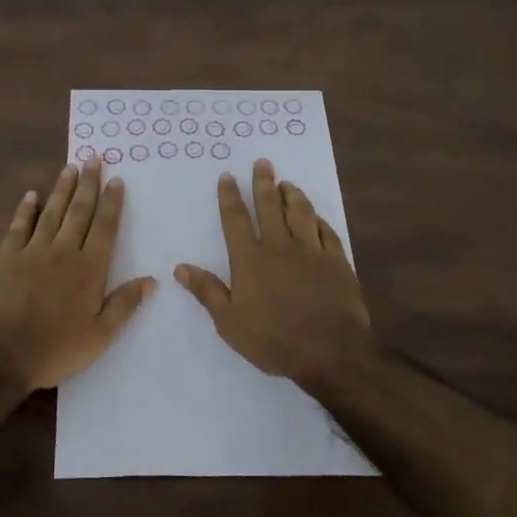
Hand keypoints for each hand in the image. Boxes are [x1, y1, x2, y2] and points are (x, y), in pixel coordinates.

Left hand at [0, 158, 154, 391]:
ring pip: (51, 212)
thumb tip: (151, 280)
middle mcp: (63, 252)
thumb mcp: (99, 336)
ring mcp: (32, 251)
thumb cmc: (54, 348)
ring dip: (62, 189)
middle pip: (79, 211)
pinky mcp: (6, 258)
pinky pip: (19, 226)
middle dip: (88, 184)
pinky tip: (31, 195)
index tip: (117, 180)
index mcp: (89, 269)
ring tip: (70, 167)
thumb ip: (124, 305)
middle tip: (94, 159)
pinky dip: (26, 210)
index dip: (112, 203)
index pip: (104, 228)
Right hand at [175, 158, 373, 388]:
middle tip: (263, 163)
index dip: (230, 196)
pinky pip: (326, 231)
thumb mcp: (230, 323)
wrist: (330, 352)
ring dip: (292, 195)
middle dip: (263, 183)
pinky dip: (318, 219)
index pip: (236, 220)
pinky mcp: (337, 261)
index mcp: (250, 260)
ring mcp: (311, 251)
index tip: (228, 176)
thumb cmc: (274, 340)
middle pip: (269, 207)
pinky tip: (316, 216)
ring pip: (300, 213)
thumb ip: (207, 291)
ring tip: (287, 183)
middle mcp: (279, 247)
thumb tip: (180, 267)